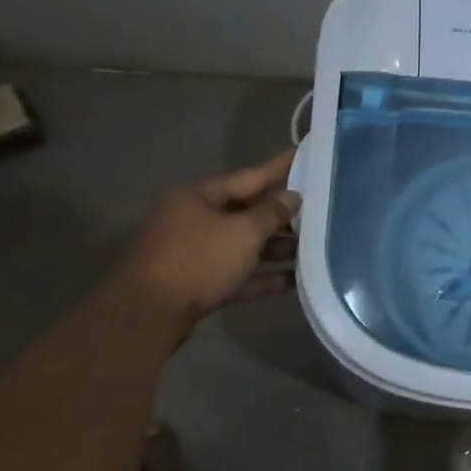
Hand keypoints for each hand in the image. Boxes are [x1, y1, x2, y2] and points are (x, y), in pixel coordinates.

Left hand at [114, 151, 300, 330]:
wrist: (148, 316)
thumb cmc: (198, 260)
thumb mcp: (243, 232)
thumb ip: (272, 212)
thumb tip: (292, 197)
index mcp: (198, 196)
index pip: (249, 176)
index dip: (280, 167)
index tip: (307, 154)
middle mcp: (194, 220)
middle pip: (247, 211)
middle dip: (282, 214)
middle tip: (321, 207)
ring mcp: (195, 253)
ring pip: (244, 244)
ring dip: (277, 247)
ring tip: (315, 246)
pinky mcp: (199, 284)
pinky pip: (238, 273)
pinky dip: (263, 275)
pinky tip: (295, 279)